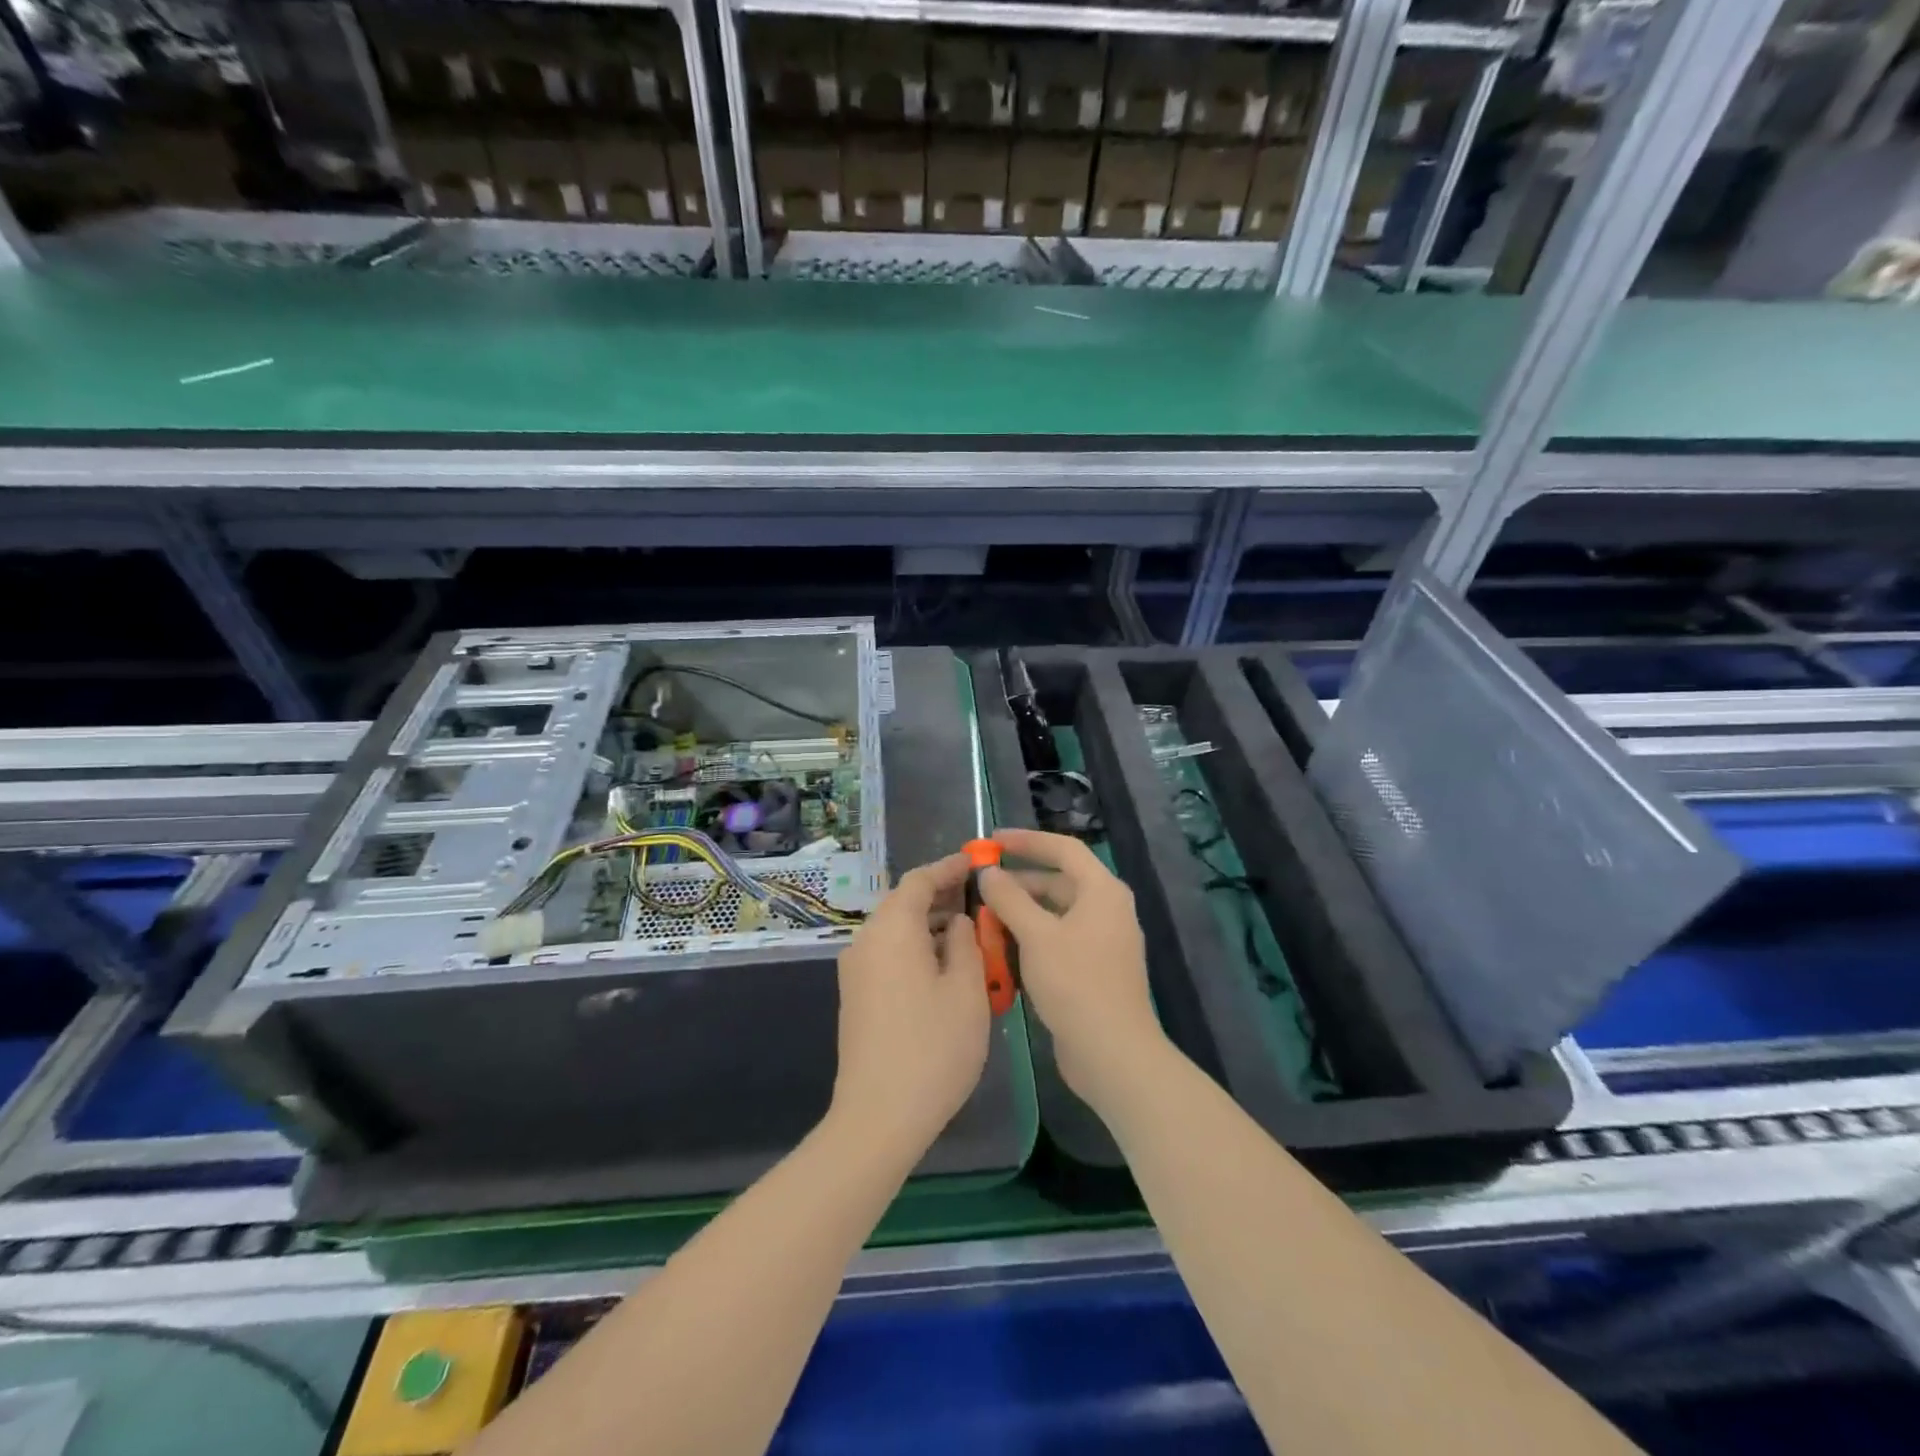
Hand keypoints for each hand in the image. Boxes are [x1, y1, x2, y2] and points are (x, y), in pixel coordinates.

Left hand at [830, 852, 990, 1162]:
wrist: (878, 1116)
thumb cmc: (933, 1047)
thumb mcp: (966, 990)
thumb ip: (964, 943)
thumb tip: (956, 922)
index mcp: (892, 930)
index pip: (919, 880)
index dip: (948, 867)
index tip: (976, 862)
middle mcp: (866, 941)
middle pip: (903, 903)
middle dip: (941, 897)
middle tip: (979, 899)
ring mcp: (856, 971)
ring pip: (896, 931)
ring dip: (930, 925)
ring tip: (970, 933)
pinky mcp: (857, 997)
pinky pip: (889, 955)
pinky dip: (916, 949)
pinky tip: (945, 967)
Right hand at [978, 828, 1166, 1114]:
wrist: (1113, 1053)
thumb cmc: (1076, 983)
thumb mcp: (1036, 935)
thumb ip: (1009, 898)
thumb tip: (988, 872)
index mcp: (1102, 891)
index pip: (1064, 849)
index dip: (1027, 841)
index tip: (992, 840)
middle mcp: (1107, 909)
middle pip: (1059, 881)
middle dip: (1020, 879)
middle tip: (981, 881)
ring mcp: (1103, 941)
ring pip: (1056, 913)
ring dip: (1022, 911)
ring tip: (984, 914)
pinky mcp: (1094, 969)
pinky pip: (1059, 939)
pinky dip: (1032, 936)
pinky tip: (1002, 947)